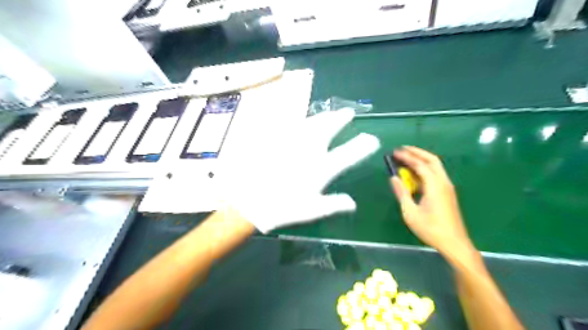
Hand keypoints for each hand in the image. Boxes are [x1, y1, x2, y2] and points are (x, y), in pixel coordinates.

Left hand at [222, 108, 380, 231]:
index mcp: (320, 168)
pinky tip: (302, 120)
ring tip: (330, 113)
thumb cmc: (282, 208)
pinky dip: (300, 121)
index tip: (372, 139)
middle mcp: (308, 151)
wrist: (249, 201)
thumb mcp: (311, 210)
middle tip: (348, 112)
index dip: (362, 146)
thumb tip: (353, 203)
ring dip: (323, 116)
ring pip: (311, 122)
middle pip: (328, 129)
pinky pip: (290, 125)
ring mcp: (291, 143)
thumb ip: (334, 204)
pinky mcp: (275, 140)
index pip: (347, 154)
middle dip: (340, 119)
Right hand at [390, 146, 471, 257]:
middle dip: (417, 152)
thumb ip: (402, 193)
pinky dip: (425, 168)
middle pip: (432, 160)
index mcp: (435, 186)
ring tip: (407, 157)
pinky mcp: (447, 193)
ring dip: (422, 159)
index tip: (394, 153)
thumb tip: (393, 178)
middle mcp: (443, 182)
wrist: (454, 243)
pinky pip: (436, 174)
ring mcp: (447, 187)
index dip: (406, 157)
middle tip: (402, 149)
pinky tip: (415, 173)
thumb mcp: (410, 212)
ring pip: (436, 166)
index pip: (420, 165)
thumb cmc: (431, 229)